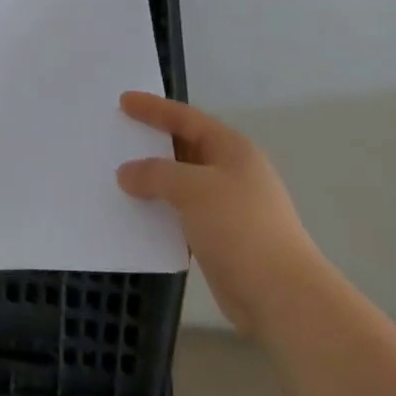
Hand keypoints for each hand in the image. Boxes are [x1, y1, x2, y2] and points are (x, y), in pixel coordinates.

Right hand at [117, 92, 321, 338]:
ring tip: (116, 175)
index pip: (187, 118)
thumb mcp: (194, 189)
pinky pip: (181, 213)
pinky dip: (159, 211)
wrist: (280, 294)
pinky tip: (134, 214)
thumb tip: (126, 173)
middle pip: (184, 148)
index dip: (154, 108)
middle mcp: (230, 171)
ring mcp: (227, 206)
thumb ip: (156, 174)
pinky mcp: (219, 237)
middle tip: (116, 136)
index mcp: (232, 149)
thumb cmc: (240, 227)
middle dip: (151, 143)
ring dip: (152, 180)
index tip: (123, 100)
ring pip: (180, 183)